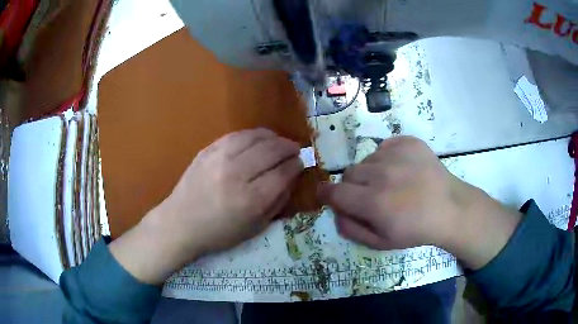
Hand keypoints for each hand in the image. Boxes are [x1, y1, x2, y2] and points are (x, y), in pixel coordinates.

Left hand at [110, 129, 302, 283]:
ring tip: (279, 142)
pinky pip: (236, 135)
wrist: (181, 223)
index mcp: (251, 200)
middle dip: (289, 147)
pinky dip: (253, 135)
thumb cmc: (219, 232)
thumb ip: (278, 201)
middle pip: (272, 151)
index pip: (283, 173)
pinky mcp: (207, 150)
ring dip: (273, 137)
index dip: (296, 165)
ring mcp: (220, 158)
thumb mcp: (255, 227)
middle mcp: (237, 174)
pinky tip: (259, 139)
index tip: (301, 163)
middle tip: (295, 150)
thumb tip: (292, 177)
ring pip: (255, 137)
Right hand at [319, 136, 521, 268]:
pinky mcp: (408, 142)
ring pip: (367, 160)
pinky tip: (402, 169)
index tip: (327, 195)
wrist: (449, 208)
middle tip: (371, 196)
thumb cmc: (415, 230)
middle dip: (353, 186)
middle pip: (349, 174)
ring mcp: (396, 154)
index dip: (326, 194)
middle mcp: (381, 173)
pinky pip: (384, 147)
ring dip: (372, 172)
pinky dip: (387, 158)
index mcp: (373, 202)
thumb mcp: (381, 242)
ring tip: (392, 183)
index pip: (334, 192)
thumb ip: (351, 229)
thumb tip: (334, 211)